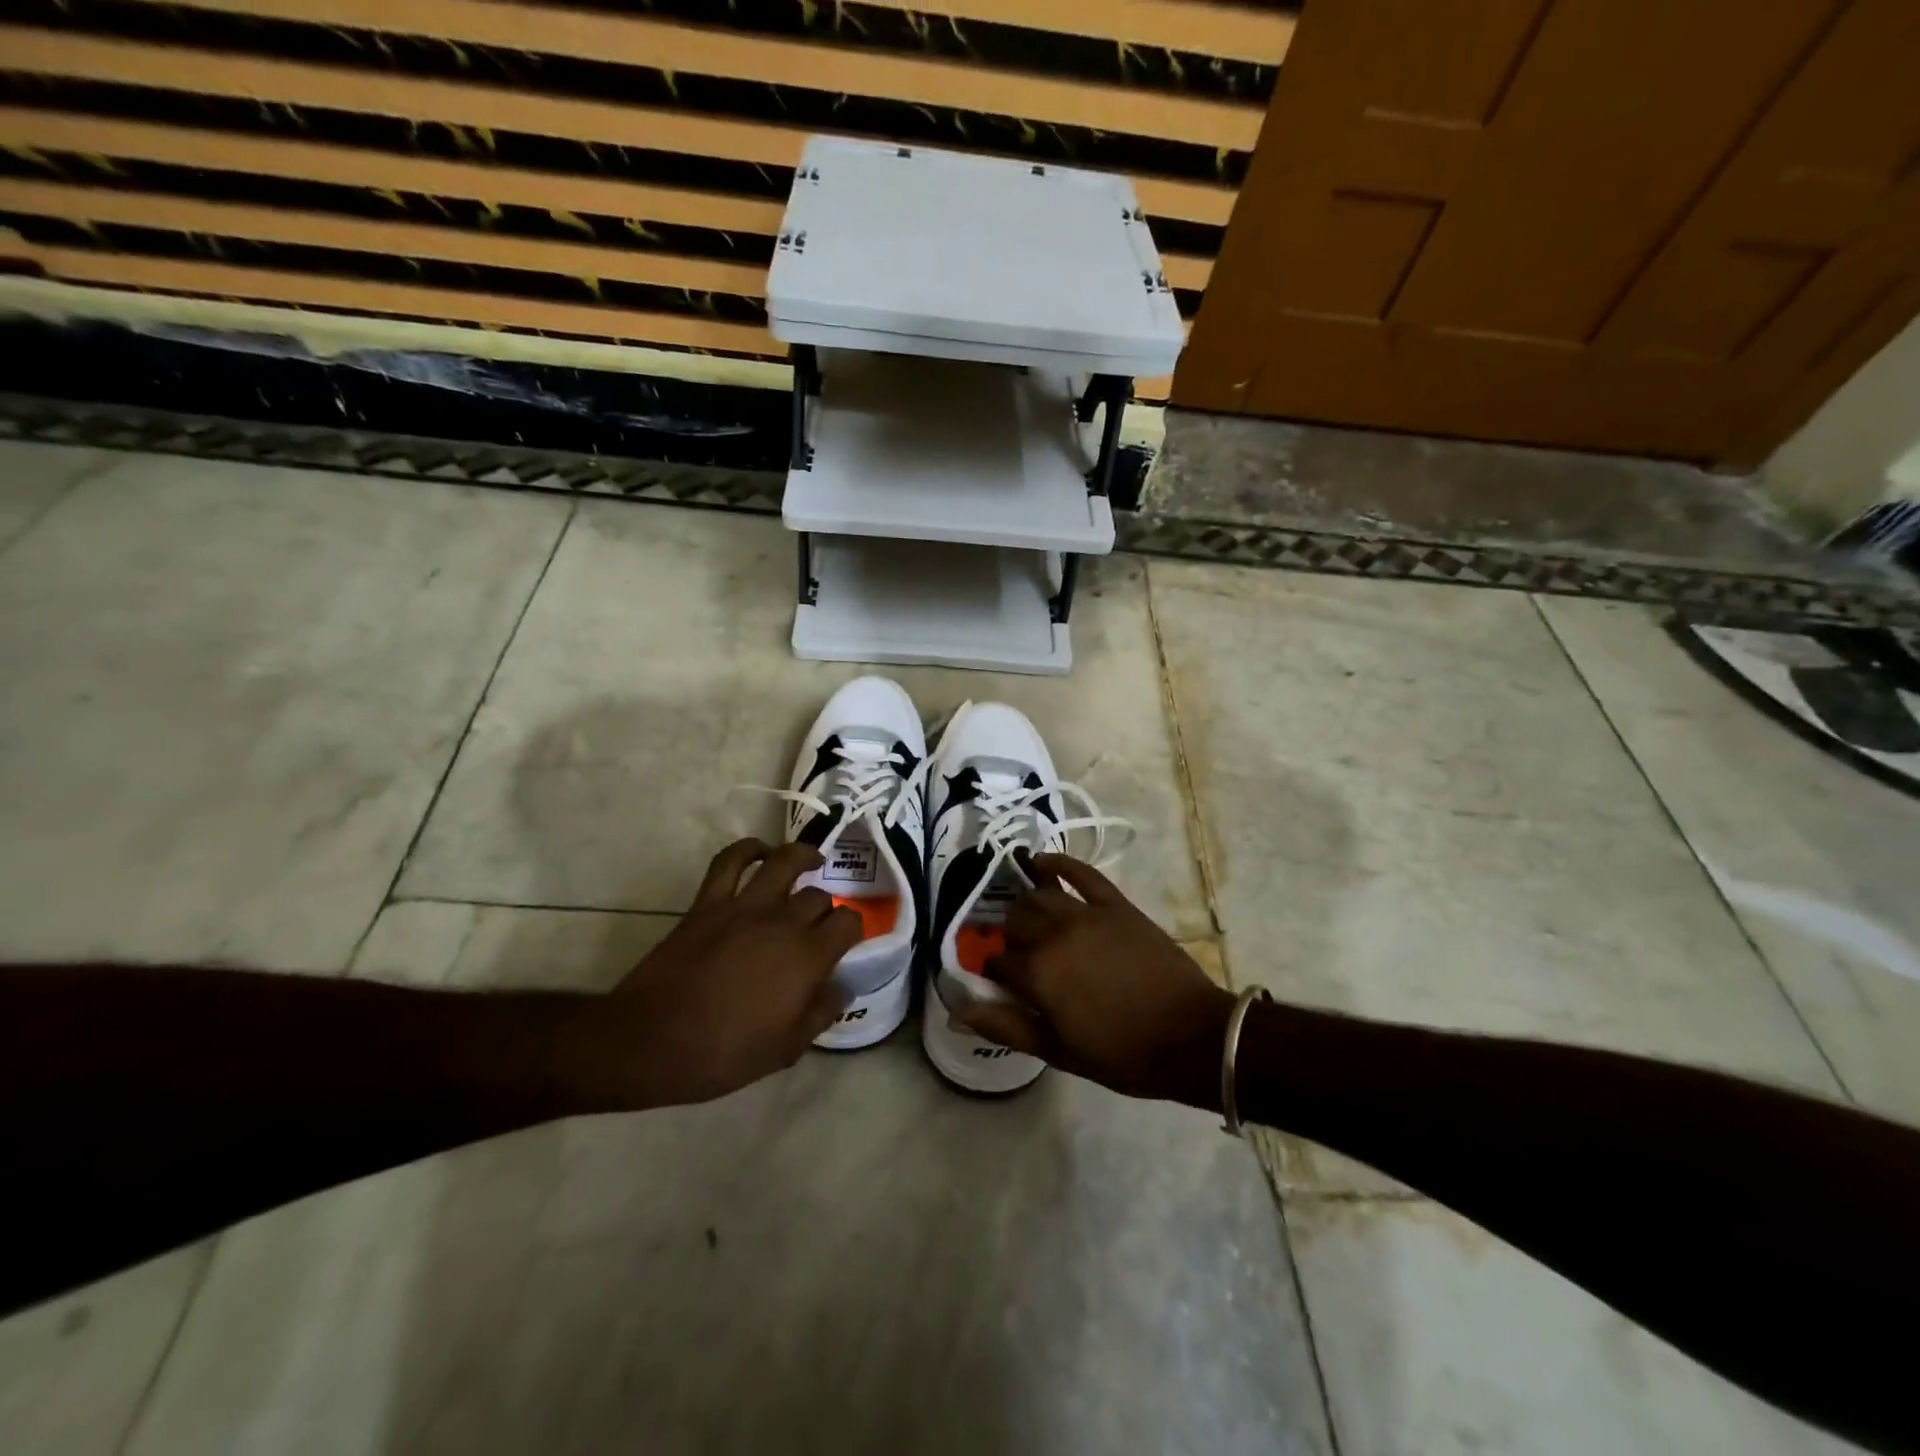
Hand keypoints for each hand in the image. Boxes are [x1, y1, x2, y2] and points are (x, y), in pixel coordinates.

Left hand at [557, 840, 860, 1110]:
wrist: (649, 1042)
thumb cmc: (722, 1053)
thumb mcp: (785, 1049)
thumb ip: (820, 1013)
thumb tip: (841, 986)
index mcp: (807, 957)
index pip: (848, 922)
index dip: (852, 929)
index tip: (844, 943)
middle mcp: (783, 922)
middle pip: (819, 896)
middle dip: (826, 908)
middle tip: (818, 925)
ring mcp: (743, 906)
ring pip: (784, 862)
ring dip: (803, 857)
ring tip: (811, 861)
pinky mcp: (708, 902)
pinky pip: (730, 861)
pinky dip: (748, 849)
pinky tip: (760, 853)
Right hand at [951, 854, 1237, 1108]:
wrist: (1193, 1036)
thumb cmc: (1123, 1053)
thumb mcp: (1060, 1051)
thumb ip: (1007, 1027)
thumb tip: (959, 1011)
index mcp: (1039, 973)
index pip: (997, 960)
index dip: (995, 972)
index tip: (1002, 983)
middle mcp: (1055, 934)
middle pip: (1014, 920)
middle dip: (1010, 936)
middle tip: (1021, 956)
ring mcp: (1087, 913)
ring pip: (1040, 895)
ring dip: (1027, 905)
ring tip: (1029, 918)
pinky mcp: (1115, 904)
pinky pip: (1082, 873)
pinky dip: (1058, 863)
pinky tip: (1042, 862)